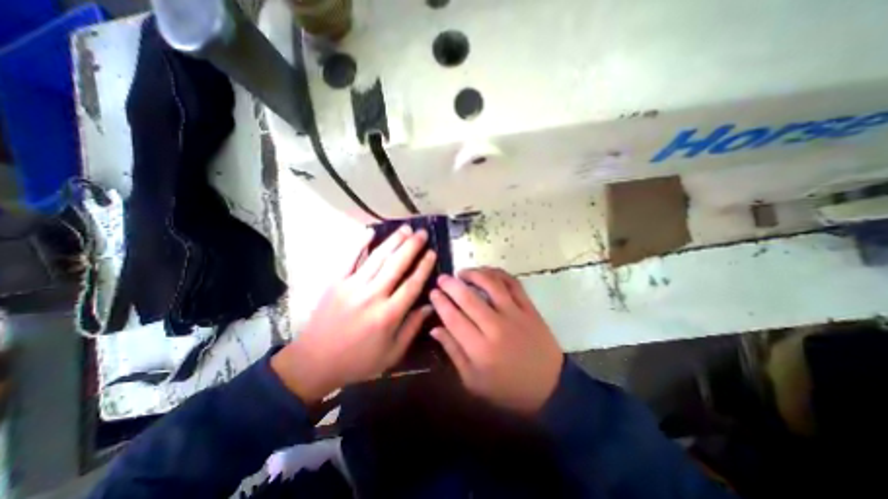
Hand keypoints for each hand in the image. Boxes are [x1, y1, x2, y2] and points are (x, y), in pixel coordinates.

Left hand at [270, 227, 435, 403]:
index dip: (424, 266)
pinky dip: (360, 243)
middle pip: (396, 265)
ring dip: (393, 241)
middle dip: (412, 246)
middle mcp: (372, 296)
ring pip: (377, 258)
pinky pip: (349, 258)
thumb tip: (430, 305)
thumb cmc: (358, 361)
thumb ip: (412, 328)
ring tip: (406, 228)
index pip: (412, 284)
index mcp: (388, 315)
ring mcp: (352, 286)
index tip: (432, 252)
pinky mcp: (335, 282)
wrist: (314, 362)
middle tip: (422, 232)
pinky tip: (370, 231)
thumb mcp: (392, 353)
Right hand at [431, 267, 561, 414]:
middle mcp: (496, 327)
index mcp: (480, 349)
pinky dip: (498, 274)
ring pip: (491, 284)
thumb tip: (435, 329)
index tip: (433, 292)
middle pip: (468, 298)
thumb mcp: (473, 381)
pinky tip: (487, 273)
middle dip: (451, 284)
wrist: (550, 388)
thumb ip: (453, 352)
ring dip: (474, 274)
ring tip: (462, 273)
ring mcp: (515, 315)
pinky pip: (513, 283)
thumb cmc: (507, 389)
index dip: (440, 302)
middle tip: (442, 278)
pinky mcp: (529, 309)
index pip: (453, 318)